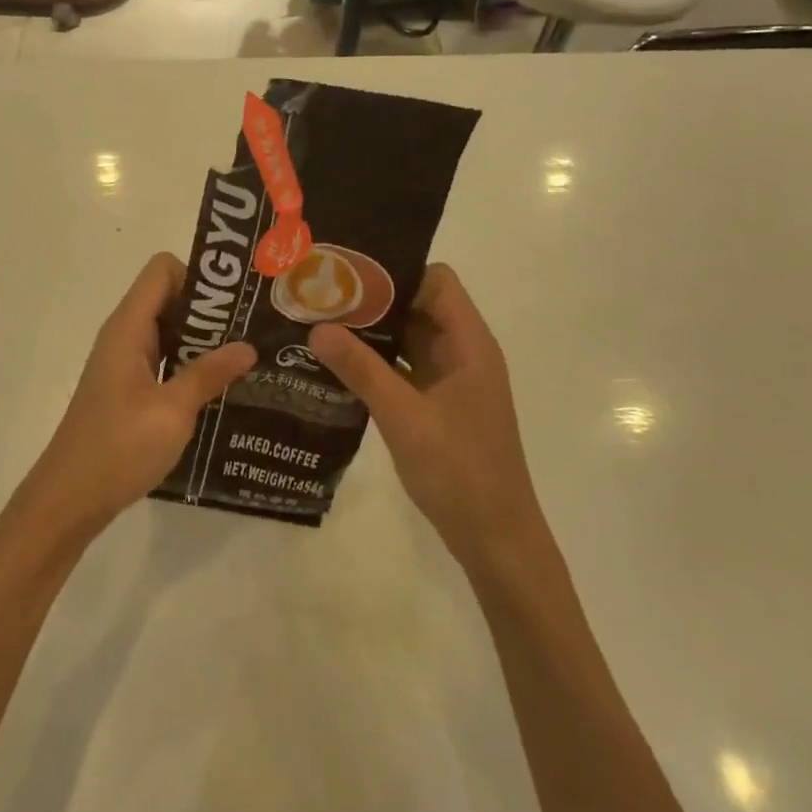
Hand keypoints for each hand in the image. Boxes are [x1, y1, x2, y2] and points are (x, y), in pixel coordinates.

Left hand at [10, 254, 254, 551]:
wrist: (69, 498)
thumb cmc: (119, 448)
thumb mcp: (172, 411)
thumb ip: (209, 373)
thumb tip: (247, 346)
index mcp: (129, 327)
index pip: (163, 270)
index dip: (198, 277)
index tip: (234, 304)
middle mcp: (124, 335)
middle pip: (168, 297)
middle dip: (209, 309)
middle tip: (252, 330)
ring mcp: (124, 363)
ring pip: (167, 330)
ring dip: (202, 339)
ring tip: (244, 357)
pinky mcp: (127, 389)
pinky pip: (162, 359)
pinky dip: (188, 364)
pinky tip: (218, 388)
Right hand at [310, 265, 539, 567]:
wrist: (494, 538)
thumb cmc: (460, 471)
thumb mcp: (404, 416)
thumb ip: (361, 370)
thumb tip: (317, 328)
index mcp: (469, 344)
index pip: (436, 282)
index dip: (396, 273)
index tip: (347, 275)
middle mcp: (461, 353)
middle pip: (417, 306)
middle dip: (372, 300)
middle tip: (320, 295)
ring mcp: (448, 380)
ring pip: (406, 338)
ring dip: (369, 332)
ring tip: (318, 322)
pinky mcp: (434, 403)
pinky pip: (401, 367)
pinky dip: (373, 361)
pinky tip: (334, 364)